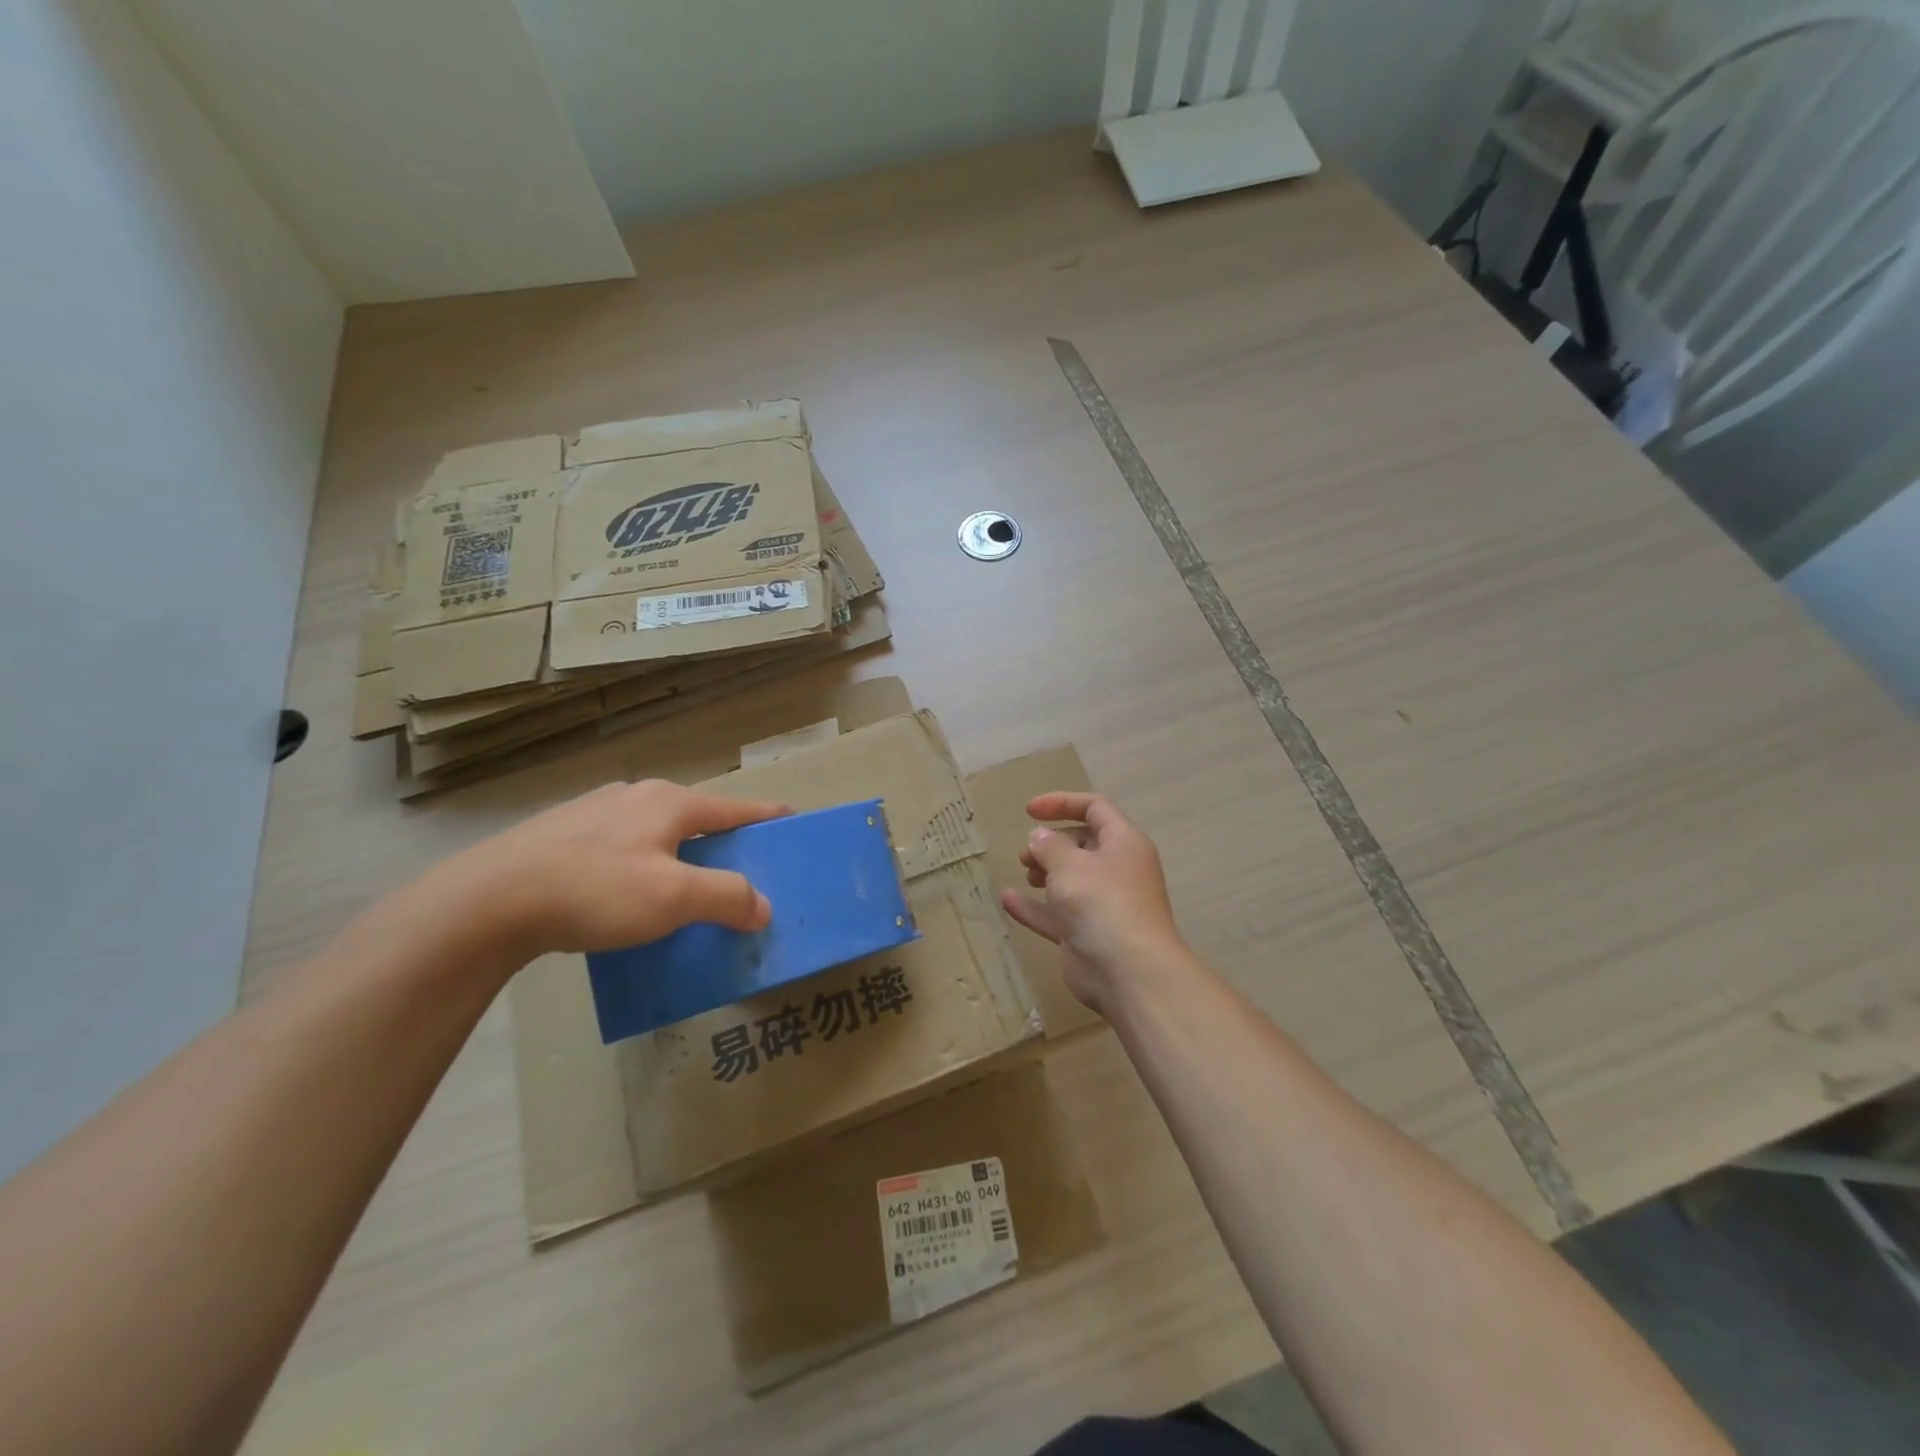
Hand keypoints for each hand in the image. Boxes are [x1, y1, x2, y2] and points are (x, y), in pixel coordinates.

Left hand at [425, 779, 789, 960]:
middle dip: (720, 839)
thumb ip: (727, 897)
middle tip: (739, 867)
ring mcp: (593, 812)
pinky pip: (620, 845)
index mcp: (669, 802)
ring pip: (654, 830)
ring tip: (682, 885)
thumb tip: (762, 906)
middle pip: (695, 817)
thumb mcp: (673, 898)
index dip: (766, 816)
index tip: (791, 819)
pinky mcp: (560, 834)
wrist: (487, 901)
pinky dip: (641, 863)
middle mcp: (635, 796)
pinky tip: (625, 893)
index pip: (733, 808)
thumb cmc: (595, 890)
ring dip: (678, 853)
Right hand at [998, 792, 1186, 1013]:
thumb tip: (1040, 837)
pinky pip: (1057, 914)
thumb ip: (1049, 845)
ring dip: (1045, 873)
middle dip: (1051, 843)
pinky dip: (1034, 906)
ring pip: (1071, 880)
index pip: (1095, 808)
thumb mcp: (1069, 864)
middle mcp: (1117, 870)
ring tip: (1025, 873)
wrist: (1128, 971)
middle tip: (1027, 854)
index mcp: (1123, 843)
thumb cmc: (1101, 902)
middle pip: (1083, 844)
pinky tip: (1006, 900)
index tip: (1029, 811)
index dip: (1062, 803)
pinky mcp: (1087, 935)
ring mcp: (1104, 905)